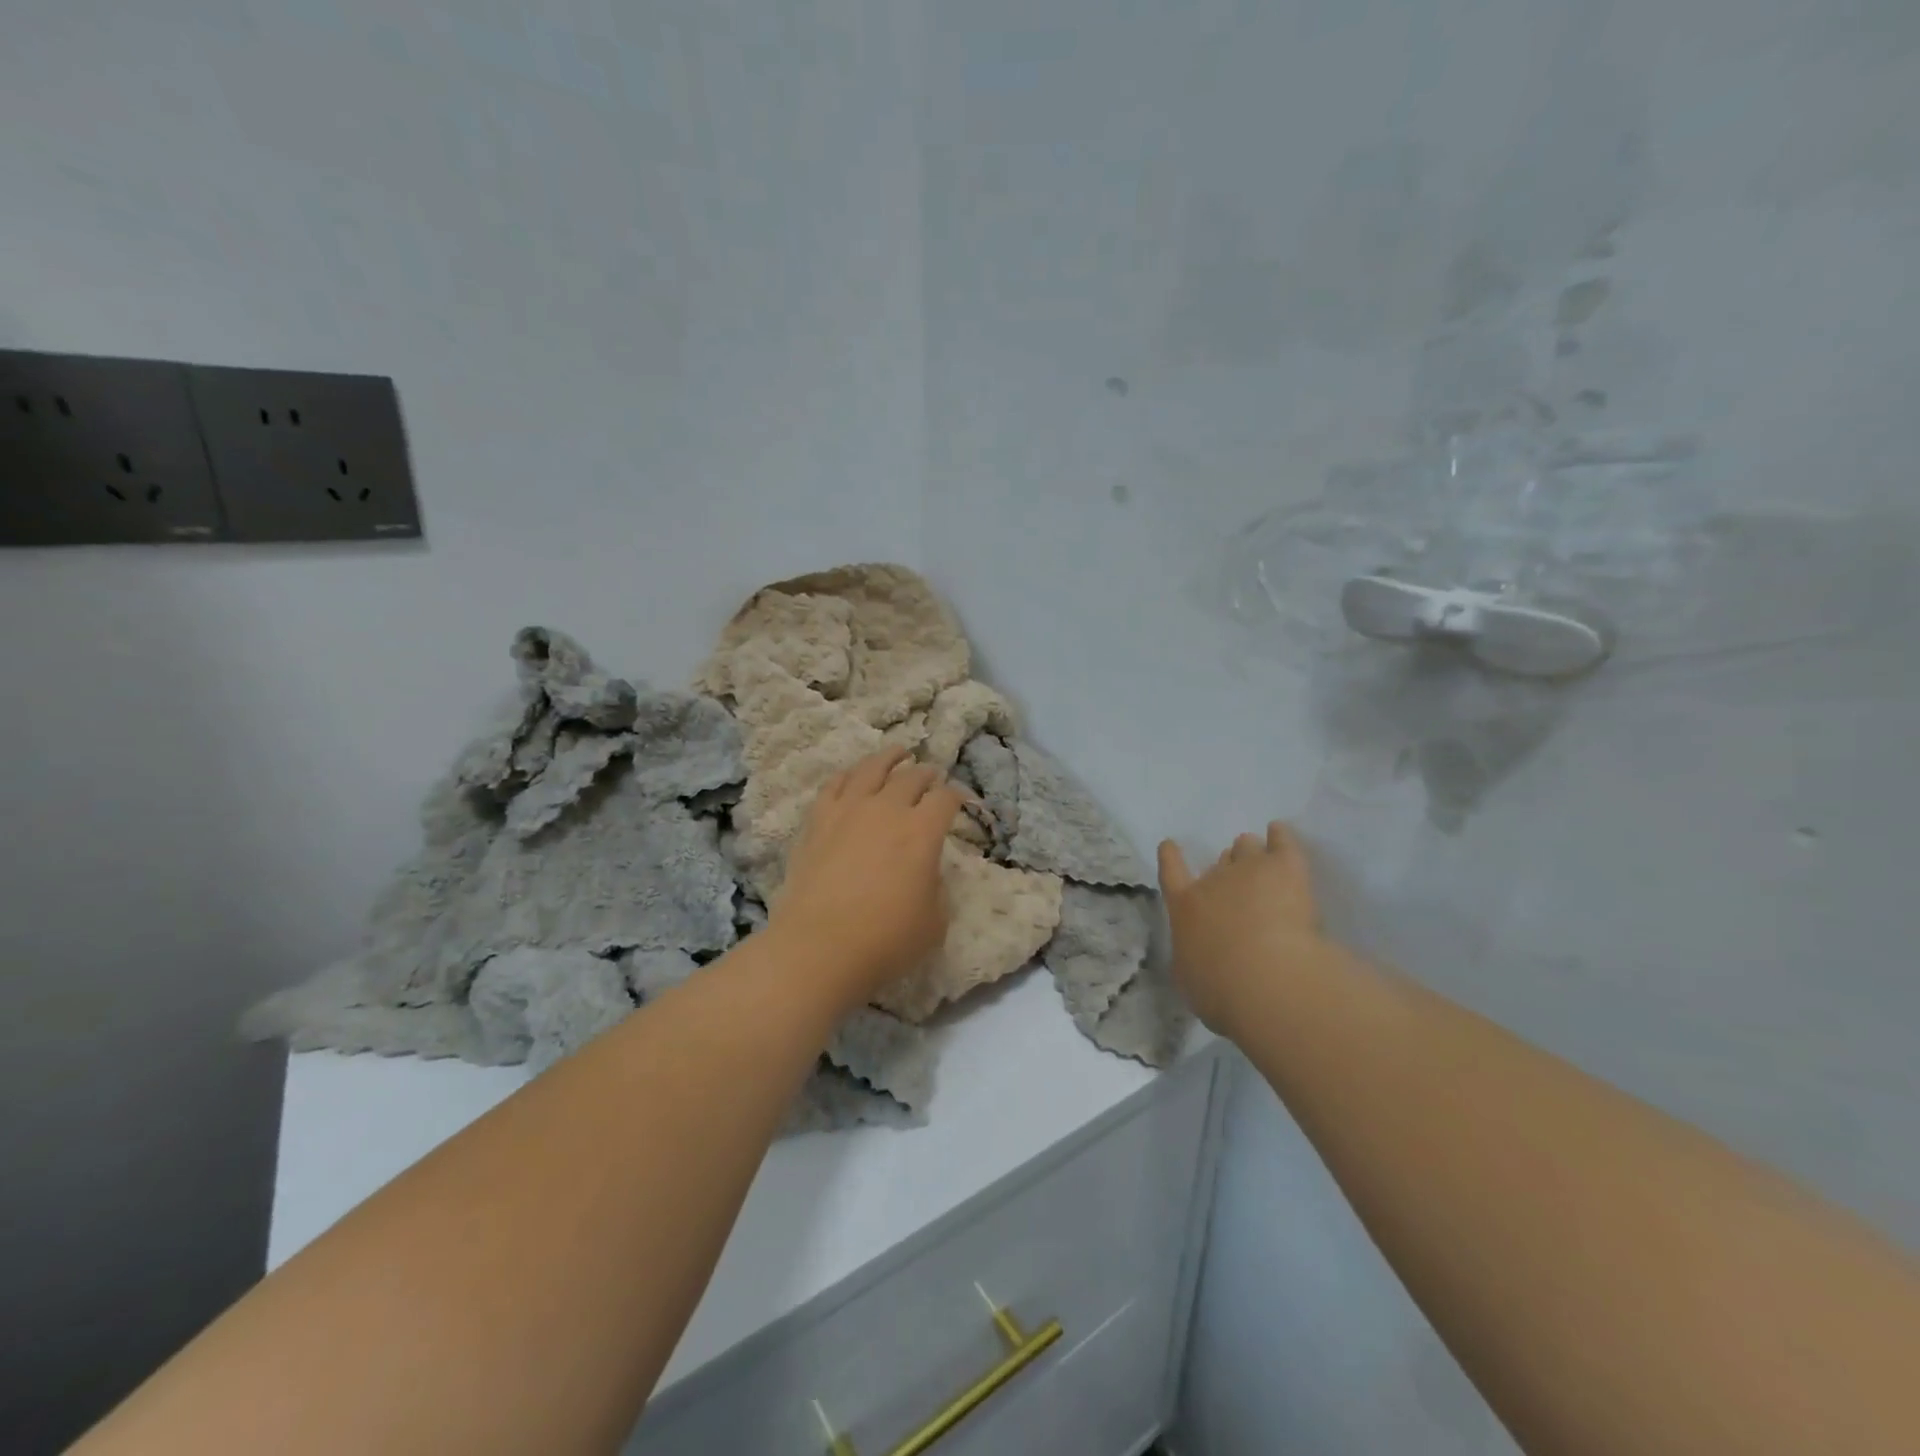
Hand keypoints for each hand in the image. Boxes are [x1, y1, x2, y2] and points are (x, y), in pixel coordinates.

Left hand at [770, 746, 966, 1008]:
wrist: (819, 947)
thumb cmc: (885, 940)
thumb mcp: (935, 922)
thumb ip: (937, 887)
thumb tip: (926, 871)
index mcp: (923, 832)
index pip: (946, 799)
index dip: (958, 796)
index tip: (960, 801)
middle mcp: (887, 810)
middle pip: (911, 778)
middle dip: (927, 774)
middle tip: (931, 775)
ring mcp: (848, 810)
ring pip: (871, 769)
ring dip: (889, 758)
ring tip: (898, 752)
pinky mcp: (817, 821)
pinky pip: (834, 785)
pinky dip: (848, 775)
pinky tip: (852, 775)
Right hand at [1158, 822, 1323, 1036]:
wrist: (1266, 980)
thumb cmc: (1222, 992)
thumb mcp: (1192, 981)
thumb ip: (1193, 960)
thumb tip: (1198, 955)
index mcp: (1185, 908)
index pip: (1171, 874)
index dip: (1171, 858)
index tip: (1170, 844)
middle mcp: (1213, 881)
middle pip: (1220, 861)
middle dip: (1228, 866)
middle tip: (1239, 878)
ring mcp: (1249, 869)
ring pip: (1247, 847)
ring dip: (1252, 853)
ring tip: (1263, 859)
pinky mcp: (1285, 868)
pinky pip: (1282, 841)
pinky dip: (1281, 836)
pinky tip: (1281, 833)